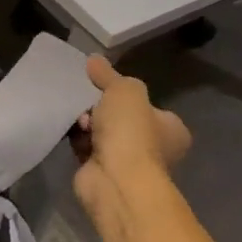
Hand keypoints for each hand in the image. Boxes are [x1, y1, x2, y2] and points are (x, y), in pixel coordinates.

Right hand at [71, 55, 190, 211]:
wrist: (115, 180)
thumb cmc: (131, 133)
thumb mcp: (125, 90)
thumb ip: (109, 75)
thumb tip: (94, 60)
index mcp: (171, 129)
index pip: (147, 105)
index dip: (124, 95)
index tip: (104, 86)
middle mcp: (155, 147)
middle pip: (120, 117)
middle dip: (99, 108)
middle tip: (87, 102)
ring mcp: (129, 163)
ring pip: (100, 131)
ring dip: (86, 123)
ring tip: (79, 120)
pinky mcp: (103, 172)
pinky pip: (86, 147)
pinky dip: (77, 140)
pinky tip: (70, 132)